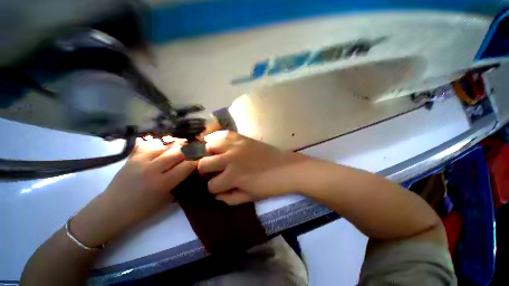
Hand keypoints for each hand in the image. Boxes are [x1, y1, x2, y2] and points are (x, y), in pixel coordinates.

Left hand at [70, 138, 195, 246]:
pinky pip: (150, 146)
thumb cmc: (141, 210)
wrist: (111, 210)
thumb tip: (189, 170)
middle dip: (190, 149)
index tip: (202, 158)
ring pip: (165, 146)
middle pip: (177, 152)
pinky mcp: (132, 158)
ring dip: (177, 144)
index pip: (186, 166)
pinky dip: (160, 144)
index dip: (197, 160)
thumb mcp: (165, 200)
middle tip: (196, 148)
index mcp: (162, 183)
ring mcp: (141, 162)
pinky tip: (166, 144)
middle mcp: (153, 169)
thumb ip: (178, 183)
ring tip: (185, 143)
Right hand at [198, 131, 308, 204]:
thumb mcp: (250, 197)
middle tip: (213, 172)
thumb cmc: (270, 185)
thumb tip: (216, 194)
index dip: (213, 189)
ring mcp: (236, 146)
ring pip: (210, 146)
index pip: (211, 185)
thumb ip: (230, 198)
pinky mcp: (243, 138)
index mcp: (232, 177)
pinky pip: (225, 134)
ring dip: (209, 153)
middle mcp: (230, 159)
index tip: (219, 188)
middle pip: (204, 164)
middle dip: (205, 171)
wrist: (288, 168)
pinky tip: (218, 143)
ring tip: (214, 157)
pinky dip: (217, 137)